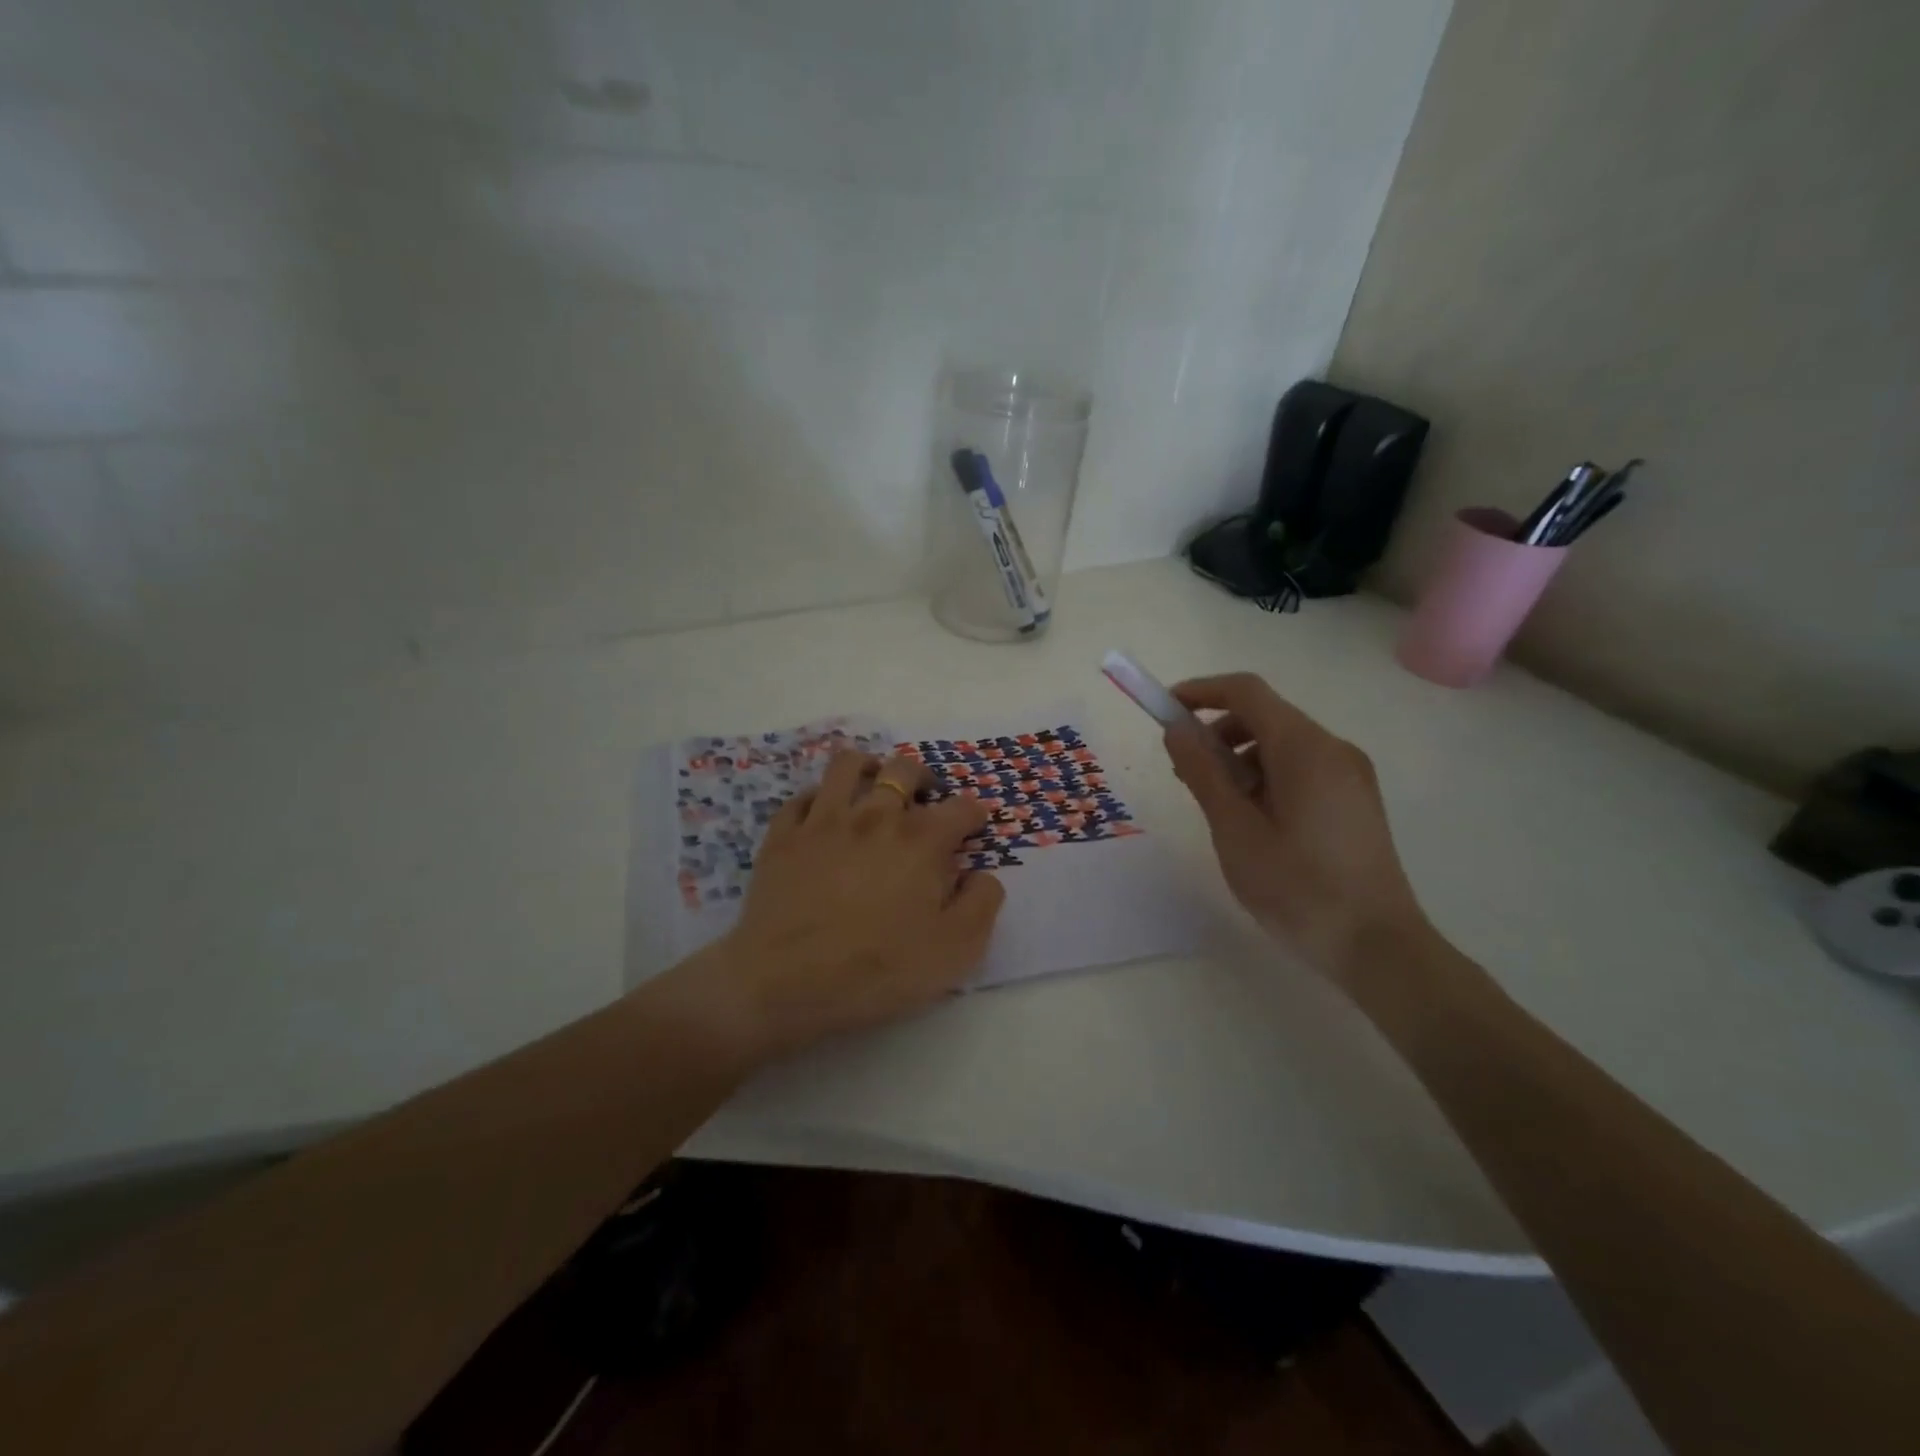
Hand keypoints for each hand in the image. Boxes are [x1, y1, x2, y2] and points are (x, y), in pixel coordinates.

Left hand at [672, 750, 1005, 1062]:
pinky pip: (803, 796)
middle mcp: (875, 816)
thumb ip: (982, 904)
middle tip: (926, 798)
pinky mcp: (783, 835)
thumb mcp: (955, 950)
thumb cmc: (878, 970)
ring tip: (874, 784)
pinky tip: (824, 814)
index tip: (975, 825)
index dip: (975, 813)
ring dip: (869, 767)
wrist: (786, 982)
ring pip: (849, 764)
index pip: (961, 807)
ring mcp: (824, 820)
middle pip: (904, 769)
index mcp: (922, 840)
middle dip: (923, 777)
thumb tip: (983, 875)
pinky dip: (820, 797)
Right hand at [1162, 673, 1428, 985]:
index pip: (1247, 692)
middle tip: (1184, 772)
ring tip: (1216, 805)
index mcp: (1305, 749)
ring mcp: (1350, 775)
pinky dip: (1265, 777)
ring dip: (1239, 758)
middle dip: (1217, 732)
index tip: (1165, 710)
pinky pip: (1301, 768)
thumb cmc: (1298, 888)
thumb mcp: (1235, 830)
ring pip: (1282, 744)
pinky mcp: (1355, 800)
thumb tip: (1177, 730)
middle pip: (1265, 716)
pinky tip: (1252, 821)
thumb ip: (1203, 773)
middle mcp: (1333, 749)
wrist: (1378, 948)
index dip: (1201, 692)